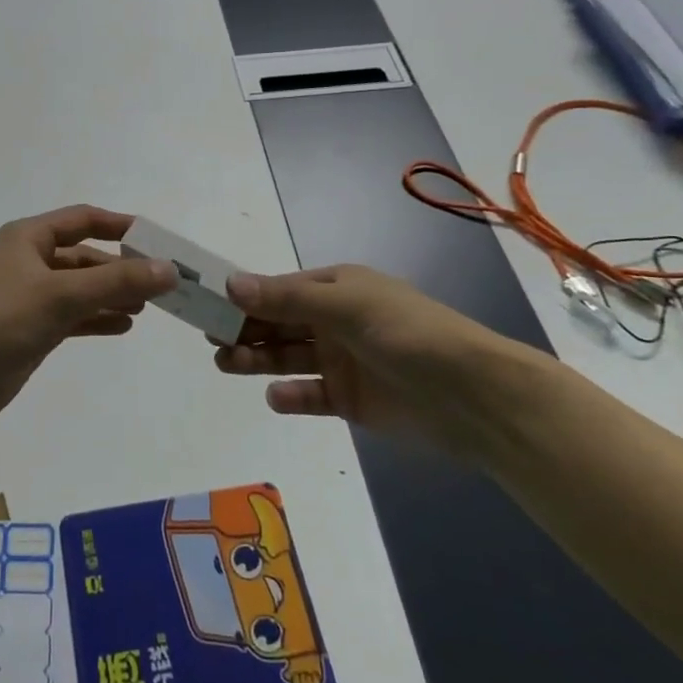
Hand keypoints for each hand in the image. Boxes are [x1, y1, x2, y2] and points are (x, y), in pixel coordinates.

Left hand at [0, 206, 176, 431]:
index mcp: (29, 238)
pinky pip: (73, 315)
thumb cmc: (1, 320)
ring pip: (81, 288)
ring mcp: (30, 296)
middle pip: (85, 257)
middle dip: (122, 269)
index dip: (120, 226)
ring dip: (112, 294)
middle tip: (162, 284)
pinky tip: (123, 326)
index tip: (157, 240)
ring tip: (148, 307)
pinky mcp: (31, 328)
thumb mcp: (61, 295)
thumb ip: (117, 282)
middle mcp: (30, 261)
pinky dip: (97, 317)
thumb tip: (169, 269)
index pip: (83, 219)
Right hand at [212, 265, 549, 456]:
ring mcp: (343, 361)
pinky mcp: (351, 400)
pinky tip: (276, 396)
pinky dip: (292, 395)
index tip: (208, 306)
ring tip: (227, 364)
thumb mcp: (345, 307)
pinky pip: (311, 394)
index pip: (279, 289)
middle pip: (279, 323)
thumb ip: (286, 299)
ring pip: (289, 356)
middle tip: (212, 340)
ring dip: (258, 358)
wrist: (474, 397)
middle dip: (245, 328)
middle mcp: (336, 321)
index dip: (244, 297)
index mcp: (337, 288)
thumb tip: (230, 283)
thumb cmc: (407, 334)